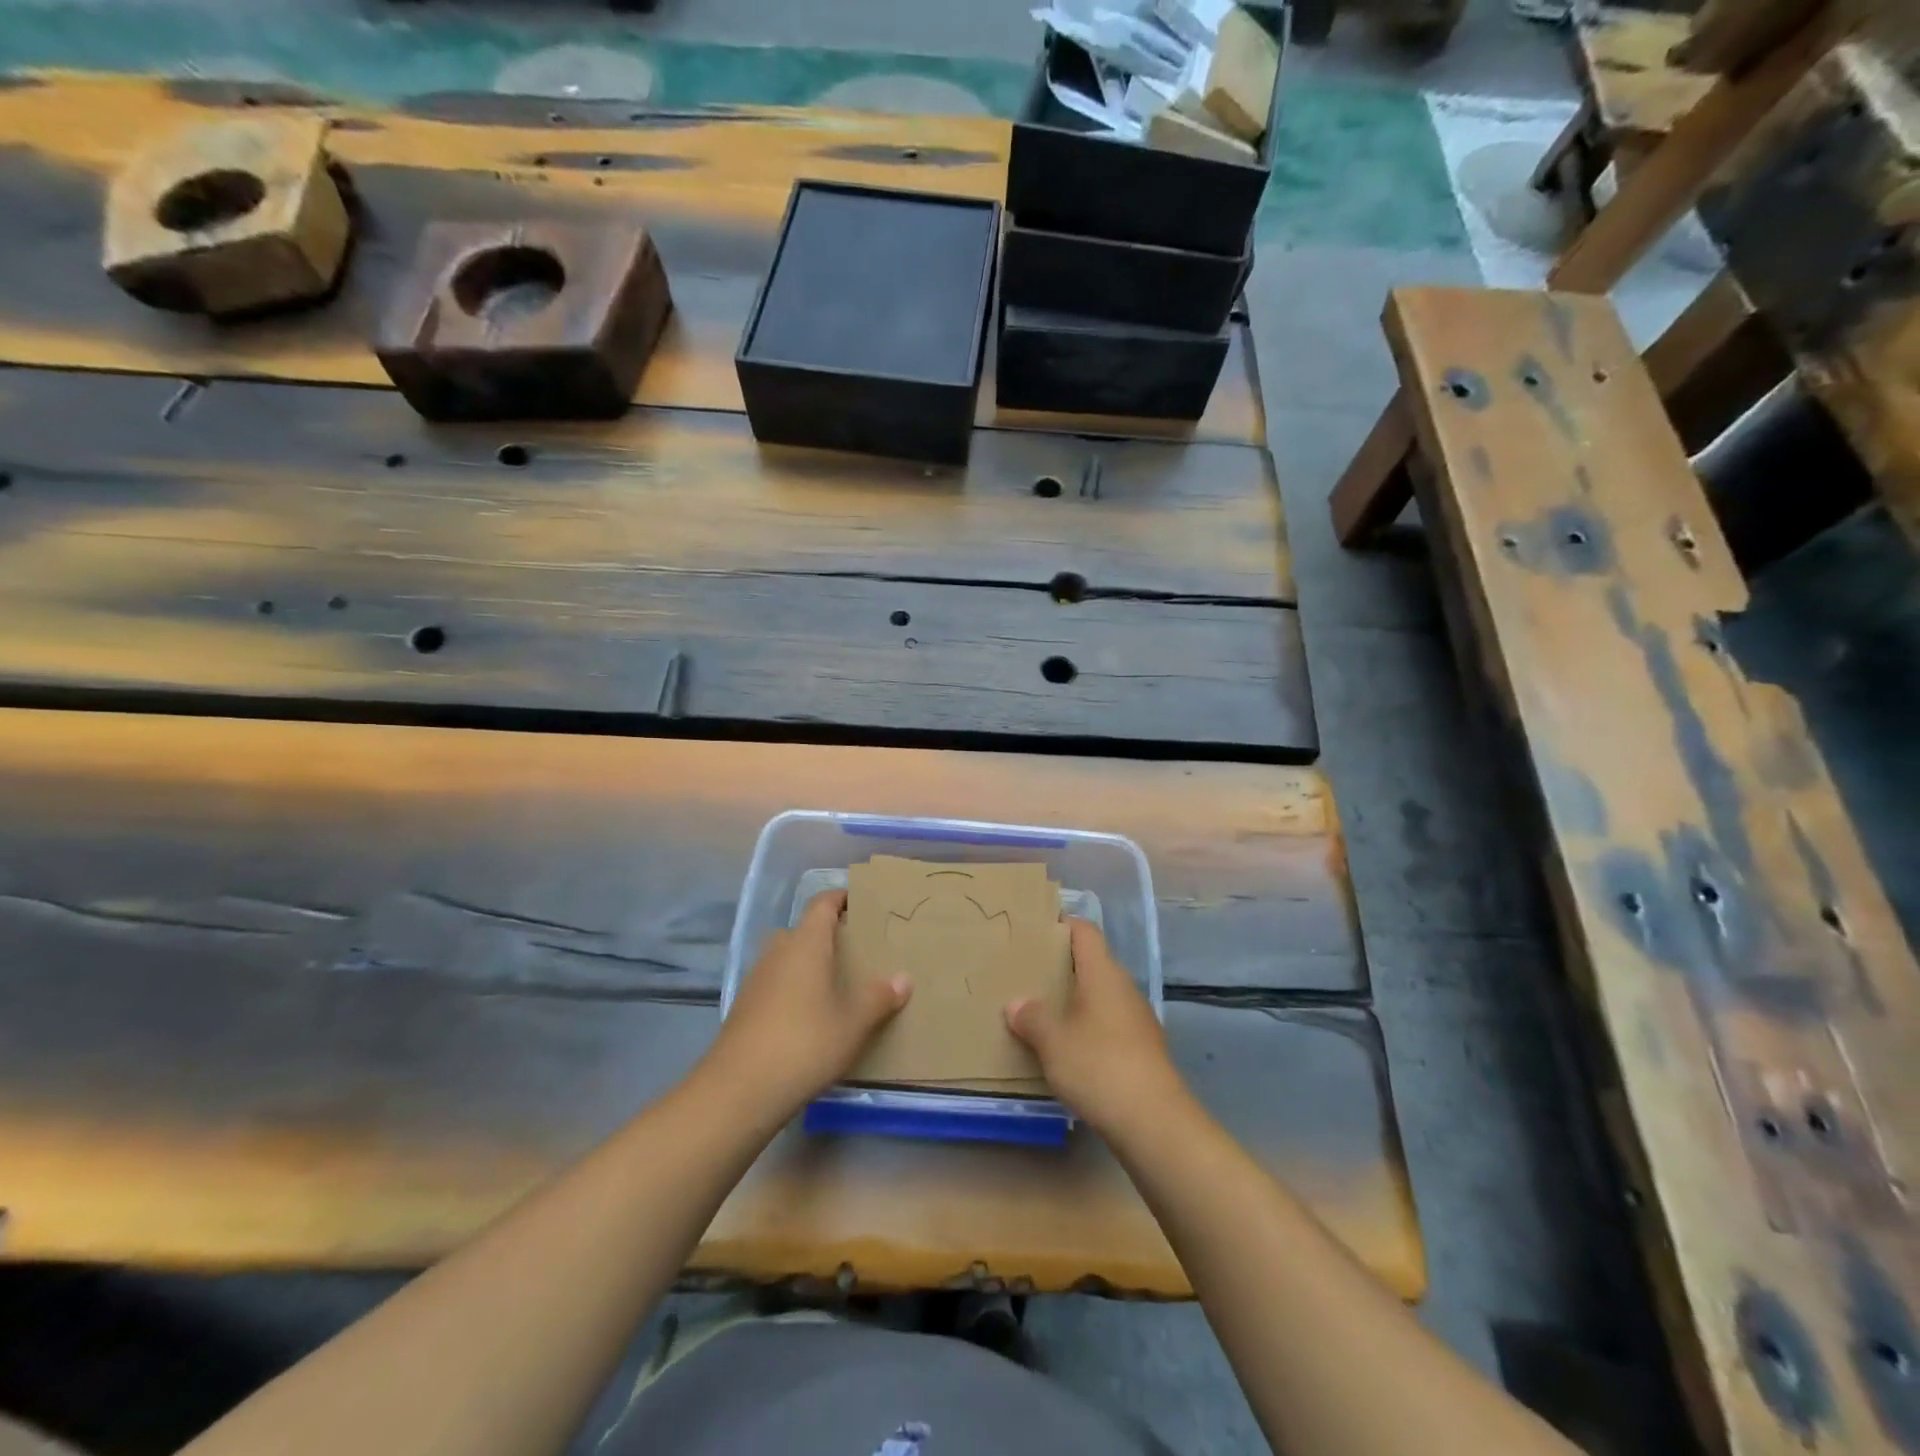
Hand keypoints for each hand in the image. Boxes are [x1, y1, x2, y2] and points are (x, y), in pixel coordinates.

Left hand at [704, 890, 909, 1119]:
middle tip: (860, 951)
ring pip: (789, 958)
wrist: (739, 1090)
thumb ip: (879, 997)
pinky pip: (778, 983)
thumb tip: (903, 978)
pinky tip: (812, 1016)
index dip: (842, 897)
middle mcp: (779, 951)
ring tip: (840, 984)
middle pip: (805, 930)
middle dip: (830, 935)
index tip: (864, 903)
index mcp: (806, 942)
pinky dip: (796, 989)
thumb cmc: (805, 1043)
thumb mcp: (854, 1022)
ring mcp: (758, 979)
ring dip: (811, 964)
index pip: (823, 903)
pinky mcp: (746, 1007)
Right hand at [1005, 918, 1187, 1136]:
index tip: (1035, 928)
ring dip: (1075, 1000)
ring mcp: (1137, 1019)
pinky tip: (1069, 1048)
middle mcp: (1123, 987)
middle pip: (1092, 963)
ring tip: (1042, 1011)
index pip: (1084, 931)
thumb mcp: (1052, 1041)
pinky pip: (1109, 1024)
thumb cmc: (1098, 1066)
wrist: (1155, 1122)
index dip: (1062, 924)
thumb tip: (1016, 1003)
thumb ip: (1032, 1017)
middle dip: (1062, 966)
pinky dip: (1088, 1027)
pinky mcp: (1143, 1049)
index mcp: (1103, 973)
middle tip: (1028, 973)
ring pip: (1100, 996)